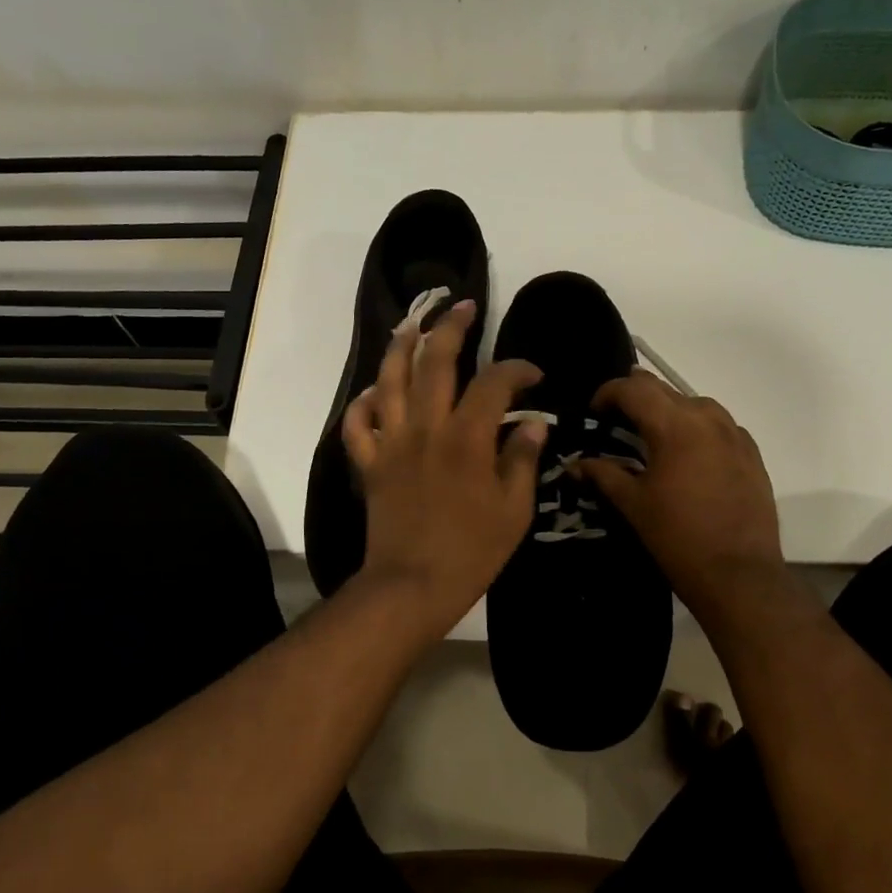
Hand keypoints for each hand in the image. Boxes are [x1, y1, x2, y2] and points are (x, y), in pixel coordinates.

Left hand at [342, 300, 546, 634]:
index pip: (494, 384)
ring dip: (401, 347)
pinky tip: (374, 393)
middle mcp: (426, 428)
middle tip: (464, 307)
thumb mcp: (514, 510)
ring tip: (412, 324)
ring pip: (390, 380)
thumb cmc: (472, 551)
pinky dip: (362, 404)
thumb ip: (522, 460)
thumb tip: (534, 423)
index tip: (532, 375)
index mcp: (467, 438)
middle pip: (435, 361)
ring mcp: (392, 443)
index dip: (516, 369)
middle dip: (451, 327)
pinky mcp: (370, 463)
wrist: (412, 585)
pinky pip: (357, 424)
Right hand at [577, 370, 786, 619]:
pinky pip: (720, 426)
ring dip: (668, 409)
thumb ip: (603, 475)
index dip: (608, 393)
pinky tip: (688, 453)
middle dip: (636, 397)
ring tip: (652, 434)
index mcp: (674, 426)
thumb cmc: (677, 537)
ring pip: (695, 403)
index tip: (593, 411)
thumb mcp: (633, 504)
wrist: (738, 575)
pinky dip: (697, 428)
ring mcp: (734, 435)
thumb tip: (576, 464)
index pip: (634, 389)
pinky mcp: (752, 454)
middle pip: (664, 389)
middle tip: (616, 419)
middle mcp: (707, 419)